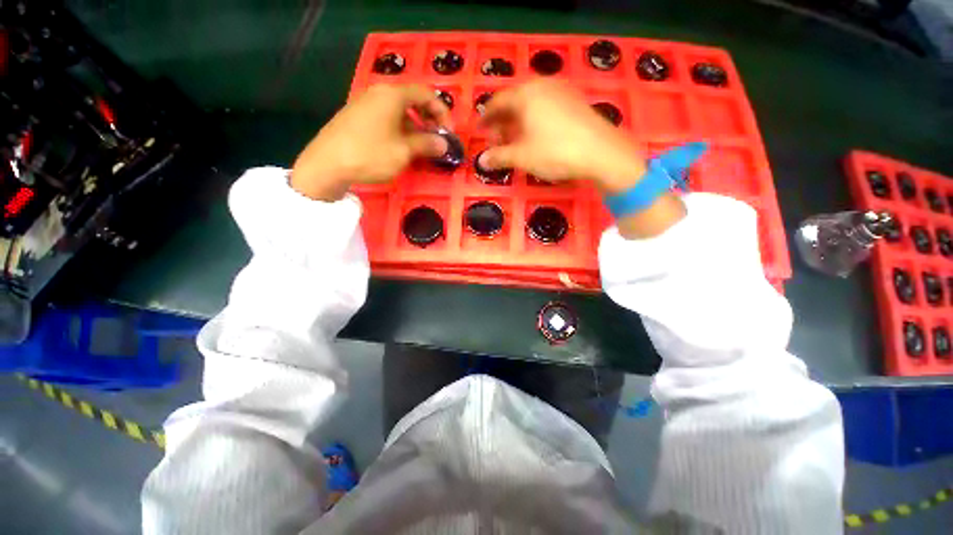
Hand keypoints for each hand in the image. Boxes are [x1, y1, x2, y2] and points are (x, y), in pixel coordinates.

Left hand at [291, 84, 449, 200]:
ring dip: (415, 126)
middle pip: (412, 100)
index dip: (442, 112)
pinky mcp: (356, 115)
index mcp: (393, 95)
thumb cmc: (370, 154)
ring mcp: (365, 103)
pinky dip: (399, 128)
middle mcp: (378, 92)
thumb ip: (427, 144)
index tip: (448, 133)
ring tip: (420, 147)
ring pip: (398, 110)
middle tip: (436, 139)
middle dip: (429, 119)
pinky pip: (385, 117)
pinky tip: (399, 146)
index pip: (426, 94)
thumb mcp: (404, 151)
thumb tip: (444, 143)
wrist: (327, 163)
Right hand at [478, 80, 644, 192]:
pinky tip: (536, 135)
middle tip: (497, 139)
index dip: (486, 118)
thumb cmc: (555, 152)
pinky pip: (546, 107)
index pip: (497, 102)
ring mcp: (561, 91)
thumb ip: (499, 156)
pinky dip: (535, 119)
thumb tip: (481, 161)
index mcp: (525, 95)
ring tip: (515, 139)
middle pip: (514, 101)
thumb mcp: (522, 157)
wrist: (601, 152)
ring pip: (531, 104)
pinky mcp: (575, 101)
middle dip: (503, 121)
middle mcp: (542, 86)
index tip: (480, 130)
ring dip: (518, 121)